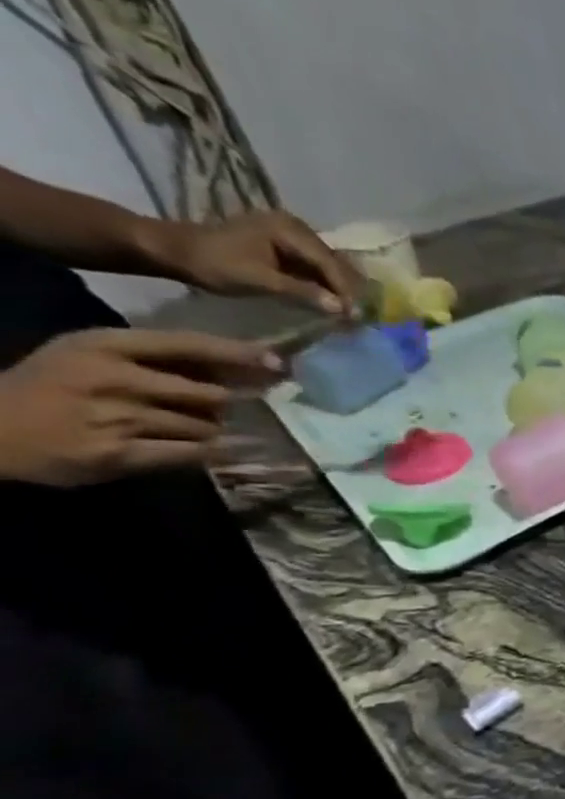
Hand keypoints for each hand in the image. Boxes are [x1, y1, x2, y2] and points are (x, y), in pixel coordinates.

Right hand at [0, 329, 280, 485]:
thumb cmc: (52, 387)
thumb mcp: (92, 356)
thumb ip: (156, 359)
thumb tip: (237, 369)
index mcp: (105, 346)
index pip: (188, 344)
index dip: (238, 354)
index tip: (277, 363)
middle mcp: (114, 378)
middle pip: (209, 394)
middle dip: (223, 404)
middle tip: (217, 408)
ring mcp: (117, 418)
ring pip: (205, 426)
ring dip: (208, 430)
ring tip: (181, 428)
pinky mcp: (120, 454)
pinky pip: (191, 453)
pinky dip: (205, 452)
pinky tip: (202, 450)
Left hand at [144, 211, 358, 313]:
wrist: (173, 250)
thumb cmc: (213, 264)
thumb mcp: (259, 280)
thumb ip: (303, 293)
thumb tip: (342, 309)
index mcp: (289, 229)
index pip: (329, 263)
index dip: (346, 290)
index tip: (359, 316)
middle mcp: (296, 226)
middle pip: (334, 262)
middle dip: (348, 289)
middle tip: (361, 316)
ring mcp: (292, 233)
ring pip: (329, 264)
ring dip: (340, 287)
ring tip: (351, 310)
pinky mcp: (286, 243)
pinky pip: (316, 264)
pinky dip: (326, 282)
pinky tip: (334, 299)